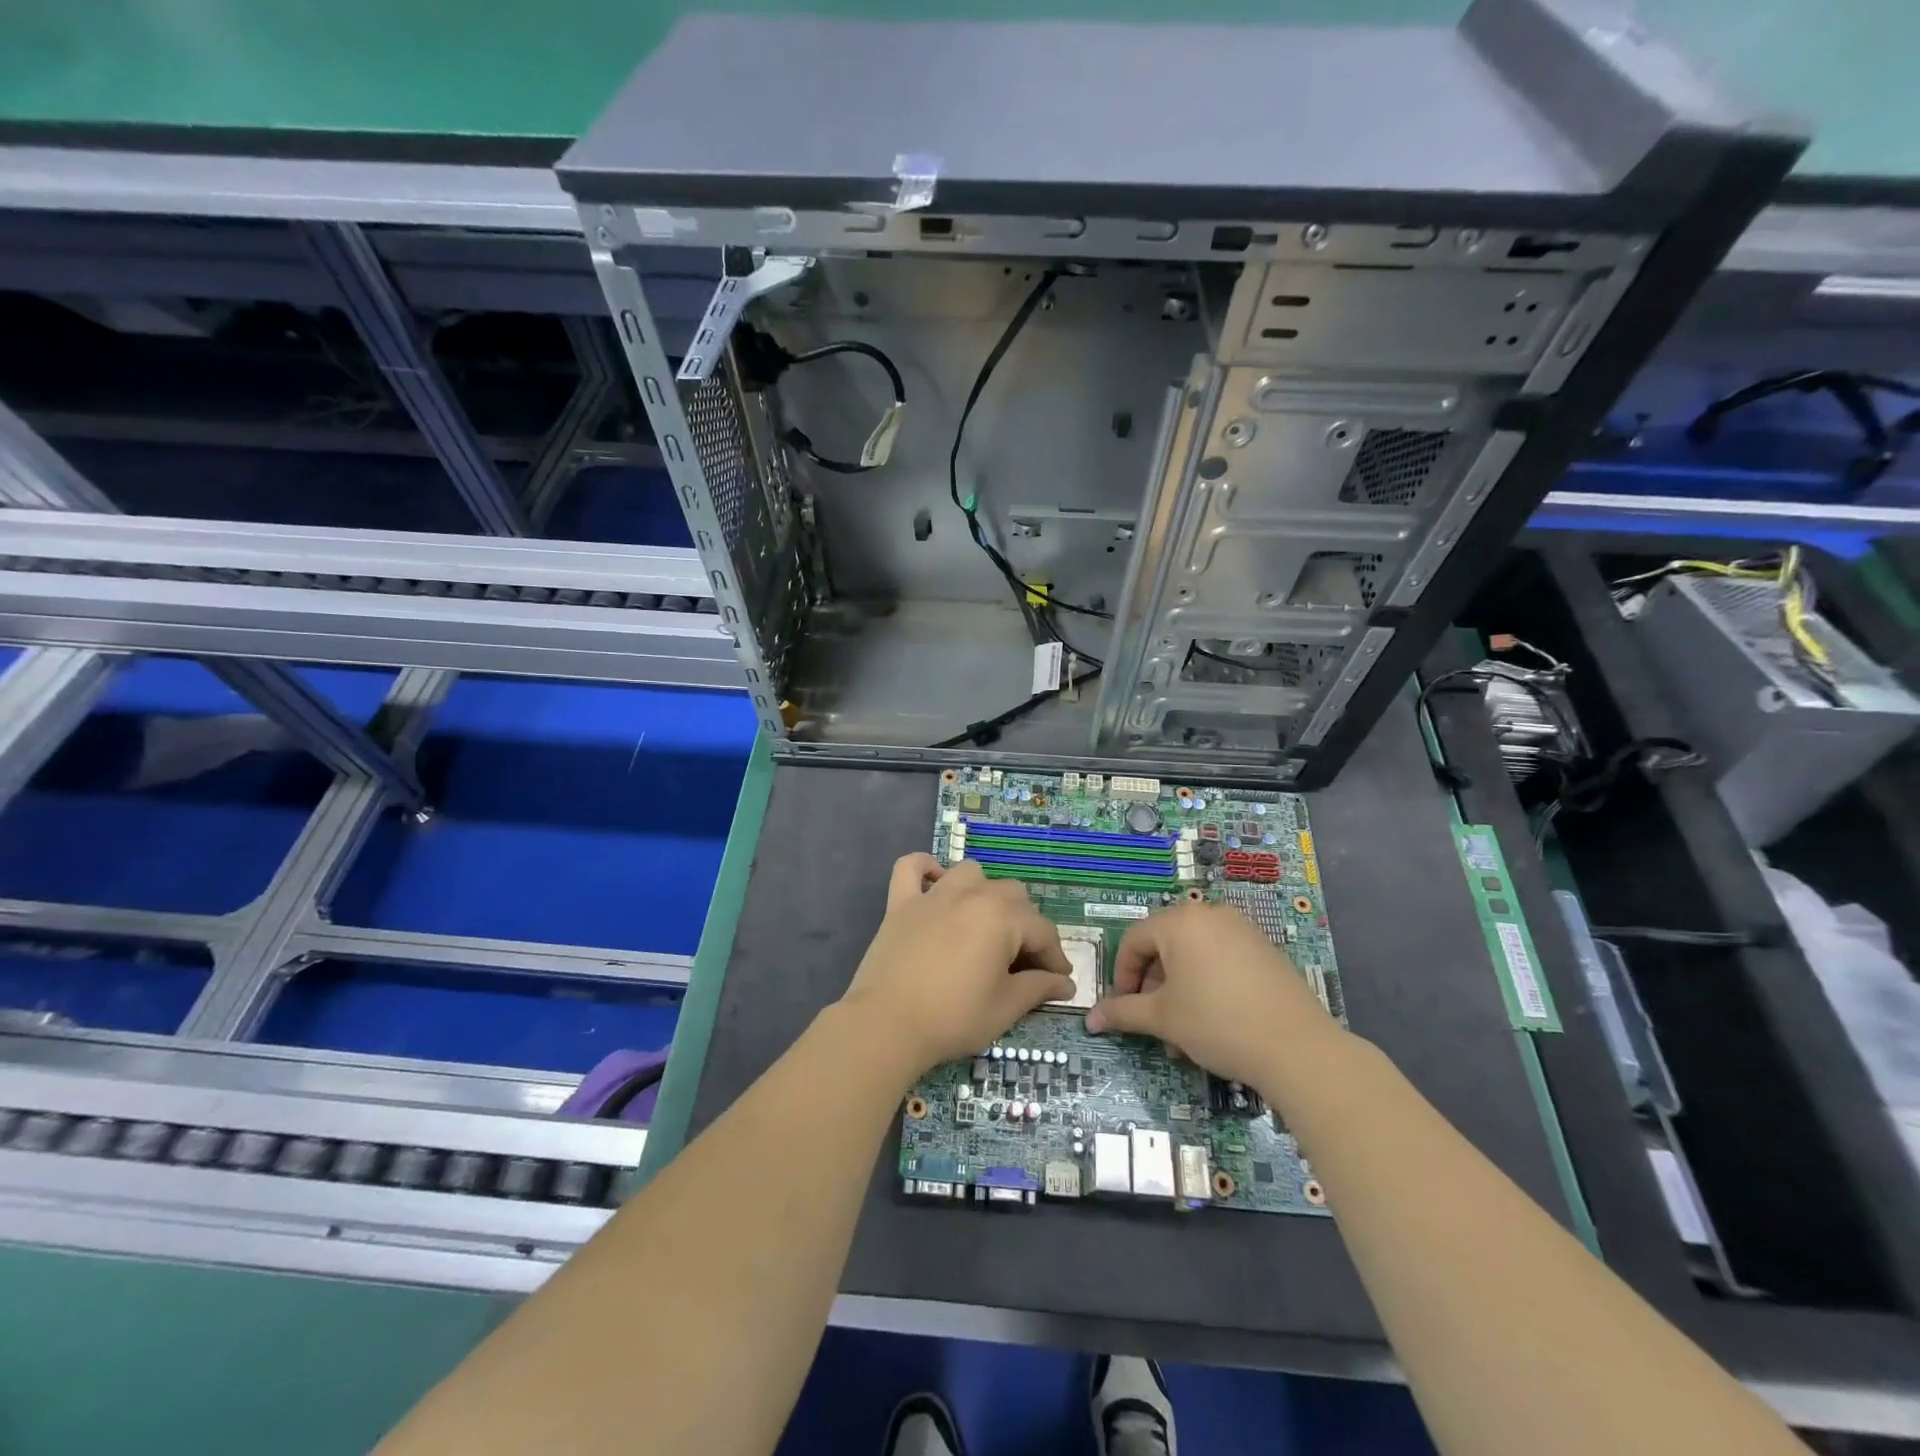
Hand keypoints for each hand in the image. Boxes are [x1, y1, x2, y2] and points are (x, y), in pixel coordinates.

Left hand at [838, 855, 1074, 1077]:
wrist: (887, 1025)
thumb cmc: (953, 1017)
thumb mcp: (1005, 1007)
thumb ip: (1038, 988)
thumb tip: (1065, 983)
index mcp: (1002, 917)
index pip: (1042, 931)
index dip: (1055, 958)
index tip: (1059, 981)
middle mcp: (971, 894)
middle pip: (1012, 896)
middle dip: (1025, 926)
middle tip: (1021, 963)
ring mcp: (933, 894)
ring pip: (971, 873)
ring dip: (984, 893)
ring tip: (984, 925)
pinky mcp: (900, 902)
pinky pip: (911, 866)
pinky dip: (925, 868)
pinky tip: (934, 885)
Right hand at [1084, 901, 1337, 1088]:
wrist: (1297, 1048)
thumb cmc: (1217, 1023)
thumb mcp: (1162, 1018)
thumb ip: (1123, 1012)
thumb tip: (1090, 1019)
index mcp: (1180, 921)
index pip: (1134, 940)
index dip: (1122, 975)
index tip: (1124, 1008)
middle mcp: (1210, 914)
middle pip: (1165, 946)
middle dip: (1154, 986)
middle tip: (1154, 1022)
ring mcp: (1242, 930)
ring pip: (1194, 956)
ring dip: (1180, 991)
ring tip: (1183, 1034)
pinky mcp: (1265, 950)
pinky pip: (1222, 960)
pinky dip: (1208, 985)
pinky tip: (1214, 1023)